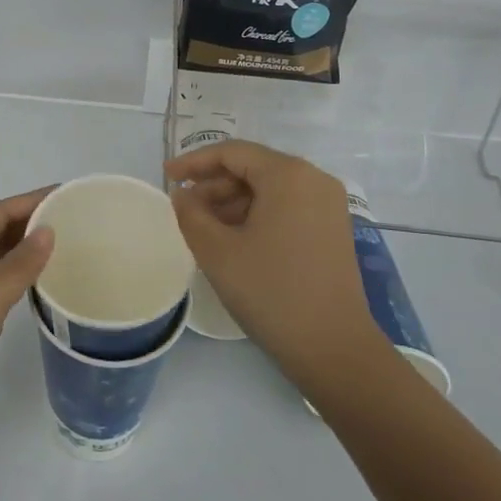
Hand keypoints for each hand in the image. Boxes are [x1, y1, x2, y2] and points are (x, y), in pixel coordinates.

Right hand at [165, 140, 386, 387]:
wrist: (334, 349)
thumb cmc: (271, 292)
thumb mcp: (217, 251)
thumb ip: (191, 213)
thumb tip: (183, 194)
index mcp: (288, 174)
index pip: (232, 152)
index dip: (194, 161)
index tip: (167, 176)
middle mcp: (313, 179)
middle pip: (252, 167)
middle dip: (214, 184)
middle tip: (183, 207)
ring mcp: (328, 204)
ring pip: (269, 188)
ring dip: (233, 200)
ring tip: (202, 226)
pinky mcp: (332, 228)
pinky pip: (286, 206)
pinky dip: (256, 214)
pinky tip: (233, 238)